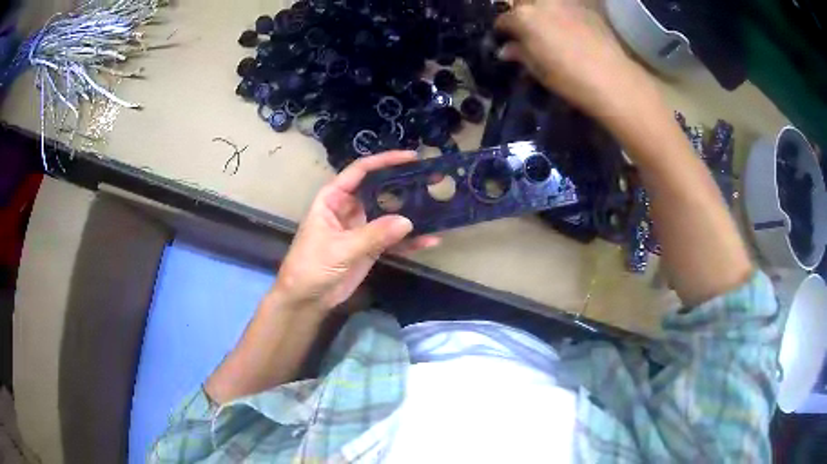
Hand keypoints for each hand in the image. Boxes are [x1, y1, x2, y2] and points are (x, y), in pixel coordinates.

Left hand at [271, 151, 439, 313]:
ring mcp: (362, 228)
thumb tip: (408, 221)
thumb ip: (373, 234)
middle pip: (380, 189)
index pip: (360, 171)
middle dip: (405, 184)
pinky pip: (393, 240)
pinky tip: (431, 240)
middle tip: (433, 179)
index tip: (412, 157)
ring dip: (412, 212)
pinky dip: (410, 241)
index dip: (385, 161)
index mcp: (334, 198)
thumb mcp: (340, 248)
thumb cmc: (311, 266)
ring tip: (439, 205)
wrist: (306, 299)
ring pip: (390, 214)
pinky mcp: (371, 247)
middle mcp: (349, 208)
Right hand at [495, 0, 651, 118]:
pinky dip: (563, 12)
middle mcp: (541, 2)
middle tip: (527, 30)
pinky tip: (569, 26)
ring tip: (548, 24)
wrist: (610, 77)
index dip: (503, 31)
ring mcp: (565, 2)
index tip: (506, 40)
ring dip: (542, 9)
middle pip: (522, 2)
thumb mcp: (537, 69)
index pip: (503, 19)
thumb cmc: (567, 77)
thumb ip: (519, 53)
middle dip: (521, 13)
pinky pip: (567, 5)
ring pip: (545, 1)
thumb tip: (506, 50)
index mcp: (523, 16)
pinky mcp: (586, 7)